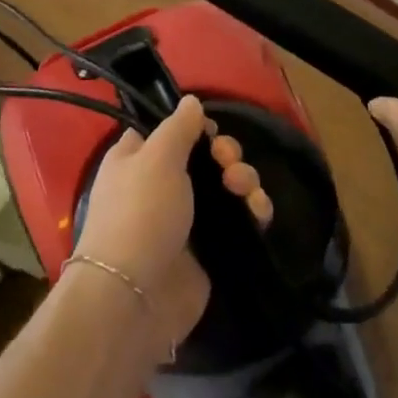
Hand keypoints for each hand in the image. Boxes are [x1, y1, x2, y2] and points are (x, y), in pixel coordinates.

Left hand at [74, 95, 271, 353]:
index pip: (168, 130)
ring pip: (225, 186)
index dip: (193, 126)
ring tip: (246, 191)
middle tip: (228, 163)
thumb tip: (191, 101)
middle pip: (204, 156)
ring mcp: (186, 218)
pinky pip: (238, 220)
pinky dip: (252, 211)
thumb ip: (178, 127)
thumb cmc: (140, 213)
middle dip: (226, 154)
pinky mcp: (209, 249)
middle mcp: (160, 185)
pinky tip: (260, 212)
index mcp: (137, 159)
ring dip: (244, 180)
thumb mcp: (157, 157)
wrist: (137, 296)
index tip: (209, 130)